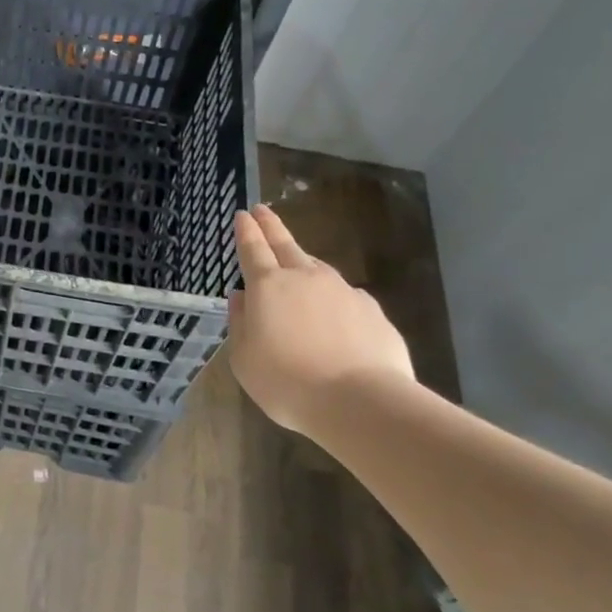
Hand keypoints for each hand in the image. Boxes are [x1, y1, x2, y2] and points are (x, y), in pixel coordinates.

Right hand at [228, 204, 413, 434]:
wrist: (360, 402)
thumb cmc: (287, 382)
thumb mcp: (244, 359)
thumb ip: (240, 324)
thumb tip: (241, 298)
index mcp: (268, 287)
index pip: (253, 249)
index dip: (246, 231)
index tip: (243, 214)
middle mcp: (305, 278)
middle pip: (285, 244)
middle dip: (271, 226)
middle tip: (262, 209)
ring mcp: (343, 291)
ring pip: (317, 268)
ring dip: (303, 261)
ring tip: (296, 262)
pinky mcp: (372, 311)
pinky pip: (345, 296)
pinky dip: (332, 298)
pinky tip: (333, 315)